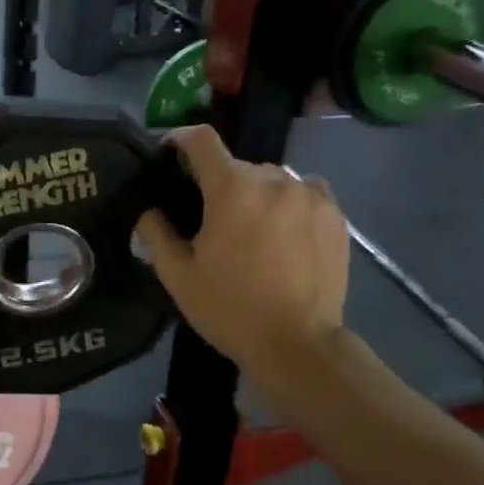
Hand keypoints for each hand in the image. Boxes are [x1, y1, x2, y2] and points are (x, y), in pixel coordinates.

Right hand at [134, 126, 348, 371]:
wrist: (298, 344)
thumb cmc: (229, 308)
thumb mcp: (177, 275)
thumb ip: (155, 232)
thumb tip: (148, 208)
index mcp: (232, 189)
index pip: (202, 140)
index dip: (180, 140)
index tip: (170, 153)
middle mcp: (274, 179)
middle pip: (237, 166)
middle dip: (220, 184)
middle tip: (211, 220)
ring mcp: (310, 195)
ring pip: (272, 179)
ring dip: (256, 194)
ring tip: (252, 231)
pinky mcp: (335, 214)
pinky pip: (303, 192)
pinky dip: (288, 203)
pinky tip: (283, 234)